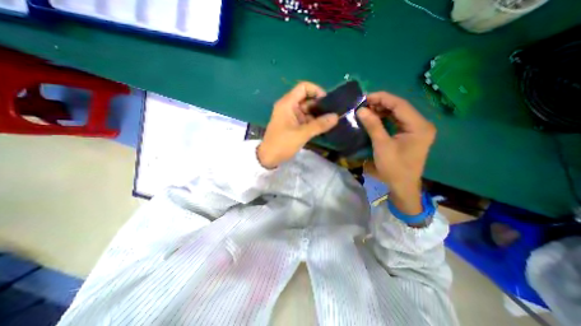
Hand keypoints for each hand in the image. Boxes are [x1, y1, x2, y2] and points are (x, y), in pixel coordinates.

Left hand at [258, 81, 340, 168]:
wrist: (269, 158)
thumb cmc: (282, 143)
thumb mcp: (302, 134)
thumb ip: (319, 125)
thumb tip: (336, 117)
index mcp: (287, 103)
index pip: (303, 87)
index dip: (316, 91)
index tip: (327, 101)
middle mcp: (289, 107)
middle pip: (307, 99)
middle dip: (320, 105)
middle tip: (333, 114)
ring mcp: (291, 116)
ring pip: (307, 111)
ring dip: (318, 115)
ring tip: (331, 121)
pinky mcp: (292, 125)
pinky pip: (305, 119)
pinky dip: (313, 122)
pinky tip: (323, 127)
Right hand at [360, 92, 435, 214]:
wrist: (402, 186)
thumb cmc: (394, 167)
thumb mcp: (382, 146)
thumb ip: (373, 125)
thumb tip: (361, 110)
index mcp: (419, 126)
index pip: (400, 104)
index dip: (382, 98)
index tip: (365, 97)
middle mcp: (421, 124)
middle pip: (400, 107)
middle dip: (381, 104)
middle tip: (363, 104)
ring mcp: (416, 129)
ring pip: (398, 114)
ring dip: (382, 111)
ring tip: (366, 110)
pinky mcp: (410, 135)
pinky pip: (397, 122)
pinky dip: (385, 119)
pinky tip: (374, 118)